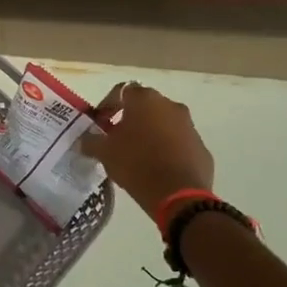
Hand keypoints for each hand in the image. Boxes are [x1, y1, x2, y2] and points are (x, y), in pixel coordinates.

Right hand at [80, 83, 215, 222]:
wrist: (178, 194)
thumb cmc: (135, 163)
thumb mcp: (104, 152)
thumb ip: (91, 141)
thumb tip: (85, 140)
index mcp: (145, 100)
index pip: (122, 91)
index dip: (108, 106)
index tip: (100, 124)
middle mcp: (170, 106)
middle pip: (145, 107)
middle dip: (130, 120)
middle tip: (117, 139)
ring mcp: (189, 126)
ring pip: (164, 124)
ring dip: (150, 134)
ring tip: (137, 156)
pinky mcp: (201, 147)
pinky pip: (179, 143)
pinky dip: (167, 150)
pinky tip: (156, 169)